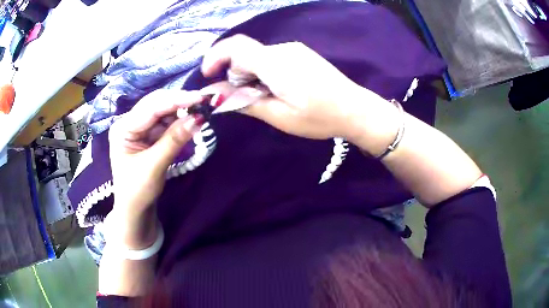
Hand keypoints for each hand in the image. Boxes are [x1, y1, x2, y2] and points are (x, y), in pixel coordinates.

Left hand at [107, 89, 202, 247]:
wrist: (135, 209)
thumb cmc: (137, 191)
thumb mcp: (154, 166)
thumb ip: (174, 140)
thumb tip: (198, 118)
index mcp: (123, 128)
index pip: (151, 108)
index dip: (176, 100)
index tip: (200, 98)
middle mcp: (129, 123)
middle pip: (156, 104)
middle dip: (179, 102)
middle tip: (203, 102)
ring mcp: (139, 128)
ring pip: (163, 111)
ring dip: (181, 111)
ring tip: (199, 112)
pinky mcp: (148, 135)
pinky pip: (166, 123)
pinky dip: (179, 122)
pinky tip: (189, 122)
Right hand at [201, 35, 391, 143]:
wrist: (355, 109)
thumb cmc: (319, 117)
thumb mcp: (279, 116)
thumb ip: (244, 101)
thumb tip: (213, 95)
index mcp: (275, 63)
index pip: (235, 46)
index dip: (215, 57)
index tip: (208, 76)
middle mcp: (283, 49)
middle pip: (244, 53)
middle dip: (234, 73)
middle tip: (243, 98)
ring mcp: (294, 49)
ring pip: (258, 55)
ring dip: (249, 73)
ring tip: (265, 97)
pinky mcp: (301, 53)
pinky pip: (271, 57)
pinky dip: (263, 71)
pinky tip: (278, 88)